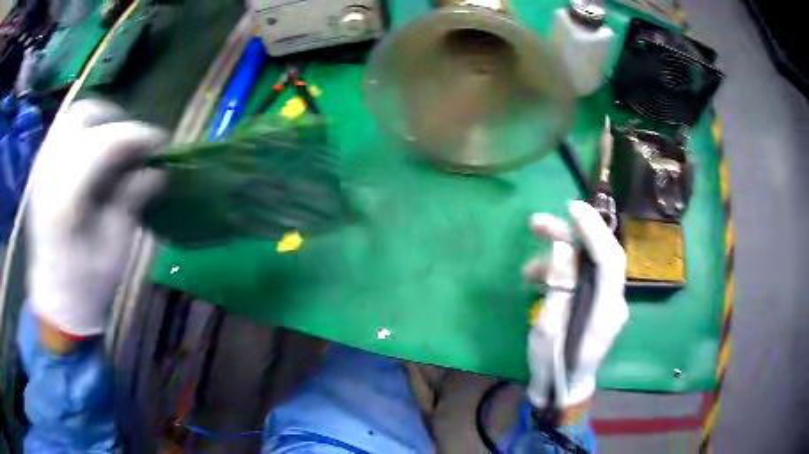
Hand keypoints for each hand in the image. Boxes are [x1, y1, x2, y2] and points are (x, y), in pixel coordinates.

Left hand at [27, 100, 167, 345]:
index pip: (103, 143)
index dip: (136, 135)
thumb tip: (156, 171)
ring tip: (116, 144)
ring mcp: (40, 172)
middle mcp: (47, 176)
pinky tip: (94, 155)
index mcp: (65, 201)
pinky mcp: (39, 174)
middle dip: (114, 119)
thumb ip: (130, 202)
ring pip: (70, 119)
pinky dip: (83, 133)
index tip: (161, 142)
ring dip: (98, 123)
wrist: (55, 305)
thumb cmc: (87, 288)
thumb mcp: (115, 250)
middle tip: (134, 141)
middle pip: (82, 116)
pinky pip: (62, 134)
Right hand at [523, 201, 628, 413]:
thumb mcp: (548, 331)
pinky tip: (537, 280)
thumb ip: (559, 289)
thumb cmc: (554, 367)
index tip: (571, 208)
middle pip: (600, 255)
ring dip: (559, 257)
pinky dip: (561, 272)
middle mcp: (614, 302)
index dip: (594, 230)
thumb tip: (563, 249)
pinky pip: (582, 277)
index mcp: (607, 312)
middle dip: (571, 234)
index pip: (610, 260)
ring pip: (589, 264)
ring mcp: (607, 302)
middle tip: (536, 223)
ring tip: (526, 269)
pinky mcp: (597, 303)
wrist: (563, 389)